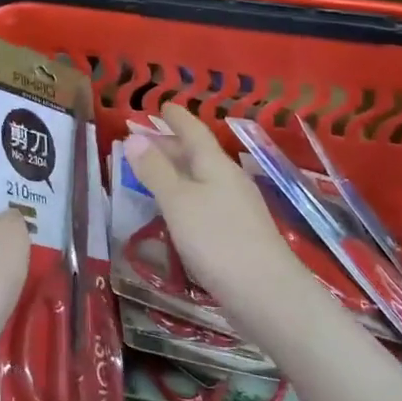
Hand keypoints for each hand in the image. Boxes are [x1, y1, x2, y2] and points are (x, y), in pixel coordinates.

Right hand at [126, 103, 311, 316]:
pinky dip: (186, 195)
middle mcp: (229, 180)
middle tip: (144, 138)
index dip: (177, 118)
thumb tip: (134, 137)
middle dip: (171, 144)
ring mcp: (237, 208)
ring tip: (153, 171)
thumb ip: (155, 171)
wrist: (267, 295)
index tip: (162, 105)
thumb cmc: (217, 240)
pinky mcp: (238, 234)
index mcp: (216, 165)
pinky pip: (205, 201)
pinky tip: (177, 209)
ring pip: (202, 178)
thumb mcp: (178, 202)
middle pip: (198, 154)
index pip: (194, 132)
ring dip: (177, 170)